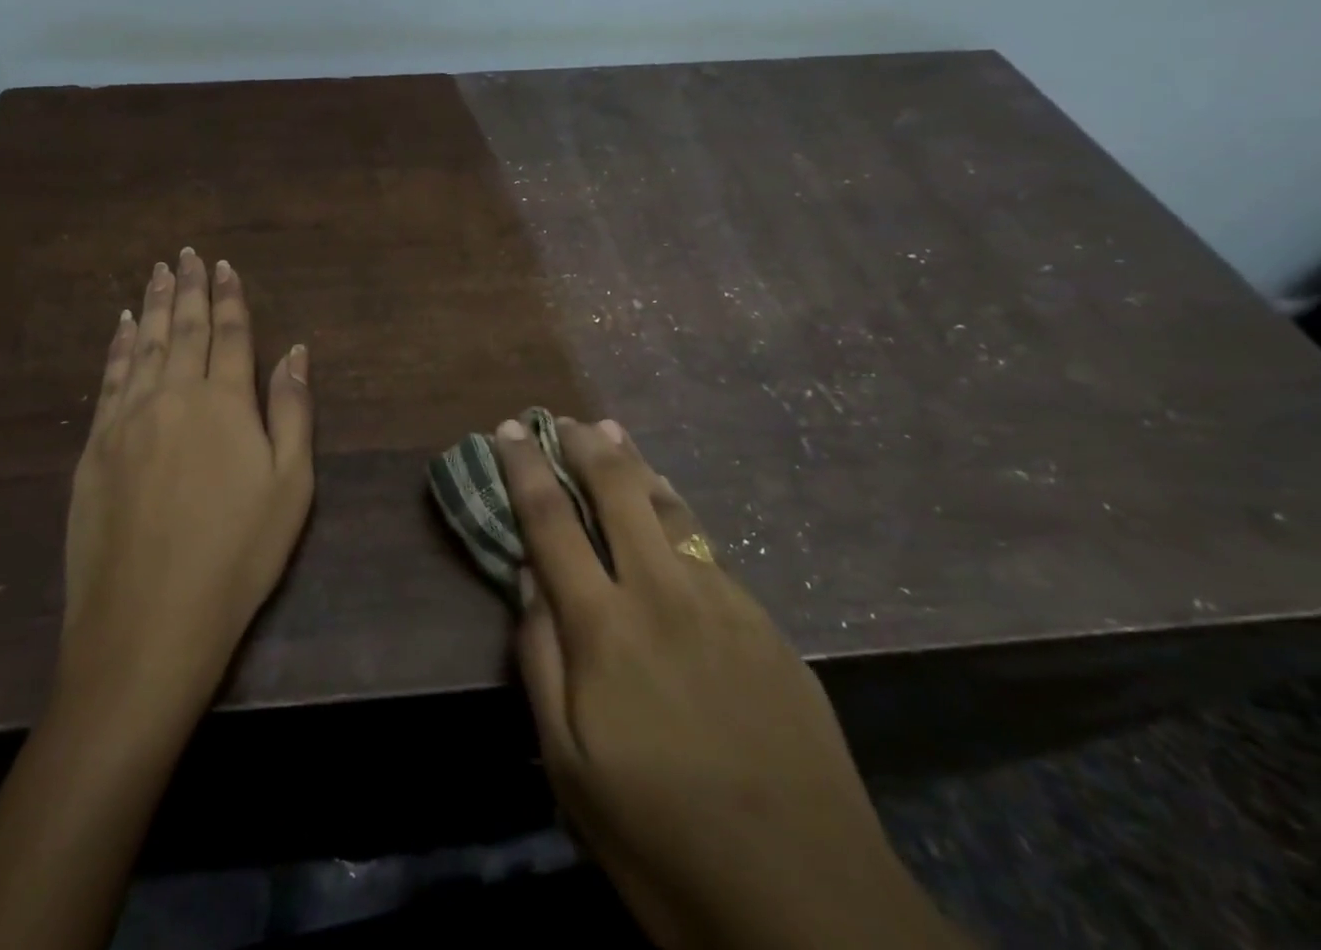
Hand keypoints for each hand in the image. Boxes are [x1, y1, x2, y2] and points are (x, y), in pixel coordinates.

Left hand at [58, 249, 314, 730]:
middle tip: (187, 254)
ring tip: (157, 272)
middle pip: (182, 329)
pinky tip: (121, 326)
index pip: (230, 334)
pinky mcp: (95, 446)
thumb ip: (292, 411)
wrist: (148, 620)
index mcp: (224, 403)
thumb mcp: (290, 486)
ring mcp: (127, 419)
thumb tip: (295, 351)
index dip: (229, 298)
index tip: (225, 266)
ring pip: (142, 344)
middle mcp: (173, 396)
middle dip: (188, 288)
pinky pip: (108, 379)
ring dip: (152, 305)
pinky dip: (117, 345)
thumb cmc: (237, 555)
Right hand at [494, 416, 964, 949]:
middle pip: (618, 490)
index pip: (551, 521)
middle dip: (585, 446)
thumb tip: (526, 576)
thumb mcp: (570, 766)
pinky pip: (708, 547)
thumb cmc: (663, 840)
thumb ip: (539, 659)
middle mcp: (662, 592)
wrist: (812, 905)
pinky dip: (677, 512)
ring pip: (671, 507)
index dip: (525, 468)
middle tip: (563, 419)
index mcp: (605, 627)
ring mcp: (723, 602)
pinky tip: (671, 510)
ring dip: (636, 464)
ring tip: (613, 434)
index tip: (508, 429)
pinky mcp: (766, 624)